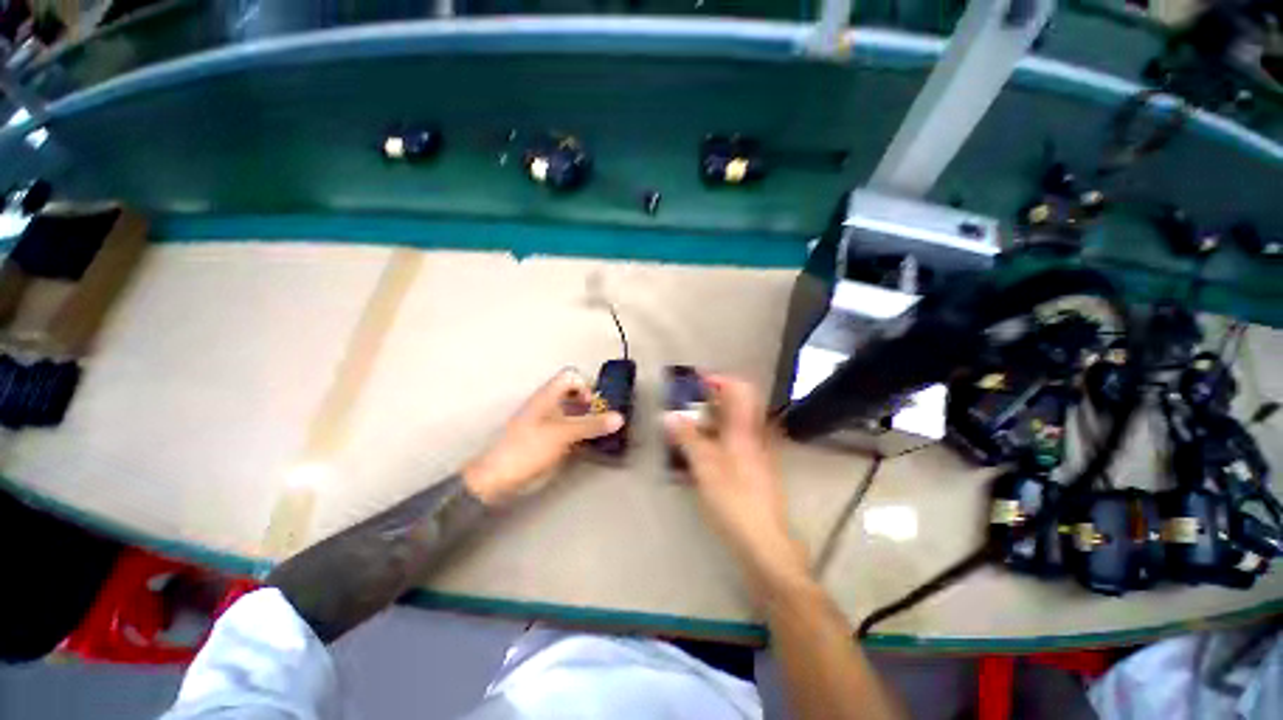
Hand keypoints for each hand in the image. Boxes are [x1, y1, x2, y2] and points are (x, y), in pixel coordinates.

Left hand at [464, 369, 622, 506]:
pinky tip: (588, 444)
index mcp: (547, 395)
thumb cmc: (529, 447)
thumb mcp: (563, 434)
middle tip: (603, 418)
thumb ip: (591, 425)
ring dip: (588, 419)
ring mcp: (547, 423)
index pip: (570, 377)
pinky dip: (581, 433)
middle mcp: (548, 405)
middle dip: (591, 404)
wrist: (499, 477)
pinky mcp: (547, 439)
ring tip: (601, 432)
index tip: (594, 404)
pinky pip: (569, 430)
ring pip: (573, 413)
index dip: (585, 385)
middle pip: (574, 394)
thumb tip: (619, 417)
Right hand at [664, 374, 809, 594]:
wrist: (763, 539)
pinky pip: (734, 440)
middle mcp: (753, 434)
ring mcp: (755, 451)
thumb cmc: (733, 498)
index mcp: (744, 428)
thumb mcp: (704, 465)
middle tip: (687, 403)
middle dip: (711, 398)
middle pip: (737, 404)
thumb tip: (669, 415)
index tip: (696, 381)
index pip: (739, 388)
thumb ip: (687, 437)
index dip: (719, 379)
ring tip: (688, 424)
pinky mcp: (753, 466)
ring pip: (734, 423)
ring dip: (712, 417)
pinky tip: (700, 449)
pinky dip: (717, 435)